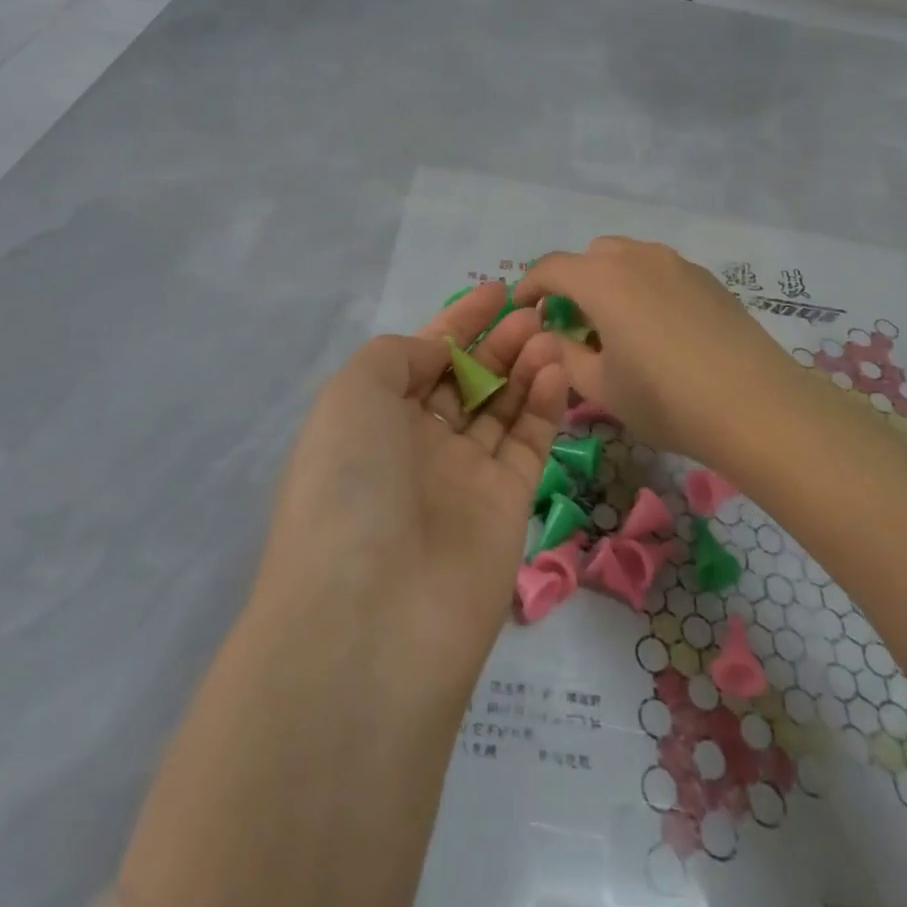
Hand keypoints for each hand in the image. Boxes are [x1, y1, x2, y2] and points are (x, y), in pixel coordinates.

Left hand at [253, 283, 569, 690]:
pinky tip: (556, 368)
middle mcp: (415, 448)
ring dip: (524, 366)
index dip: (458, 323)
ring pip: (500, 408)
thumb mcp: (352, 392)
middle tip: (533, 309)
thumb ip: (398, 355)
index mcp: (371, 421)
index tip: (496, 290)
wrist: (374, 615)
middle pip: (465, 381)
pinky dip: (544, 403)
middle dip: (497, 342)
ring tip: (548, 333)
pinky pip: (528, 443)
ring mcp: (462, 479)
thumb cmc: (350, 482)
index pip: (422, 358)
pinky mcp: (507, 507)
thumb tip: (441, 353)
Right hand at [515, 237, 806, 470]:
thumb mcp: (600, 387)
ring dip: (610, 283)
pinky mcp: (707, 279)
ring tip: (618, 328)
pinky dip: (644, 289)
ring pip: (628, 259)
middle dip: (573, 284)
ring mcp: (677, 264)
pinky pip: (661, 271)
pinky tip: (660, 331)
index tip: (522, 311)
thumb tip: (549, 336)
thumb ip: (563, 355)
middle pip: (590, 258)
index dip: (529, 287)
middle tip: (574, 326)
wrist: (757, 406)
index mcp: (601, 280)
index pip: (550, 268)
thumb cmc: (665, 399)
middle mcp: (637, 258)